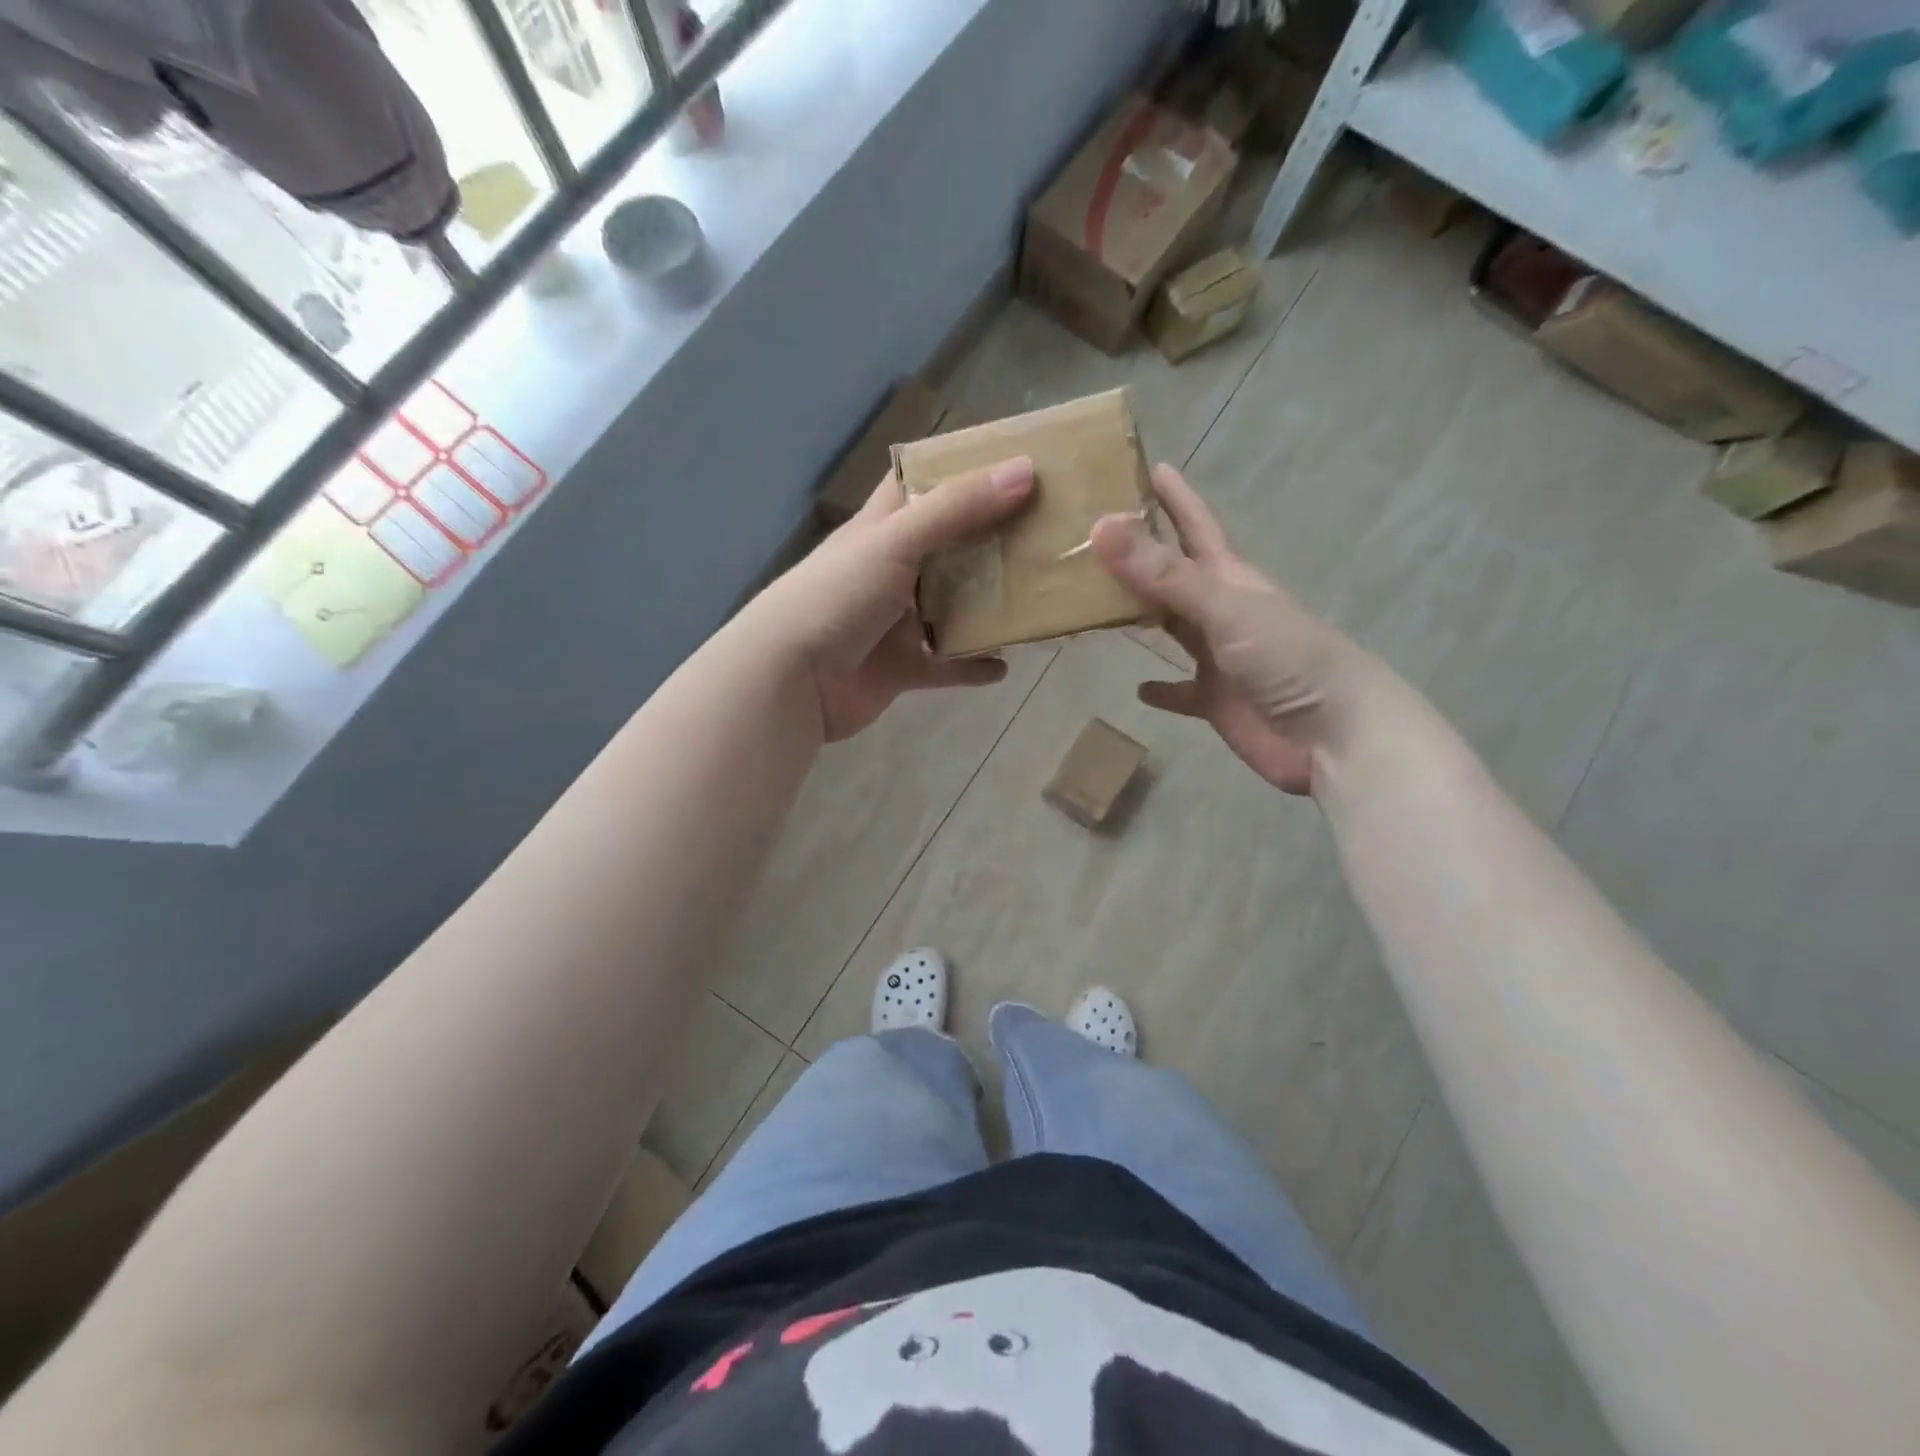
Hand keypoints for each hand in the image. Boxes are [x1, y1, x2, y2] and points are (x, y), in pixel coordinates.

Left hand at [759, 456, 1034, 741]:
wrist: (790, 680)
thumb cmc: (837, 597)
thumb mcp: (896, 541)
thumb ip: (957, 509)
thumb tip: (1024, 471)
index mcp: (882, 529)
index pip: (920, 484)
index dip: (960, 470)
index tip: (1013, 462)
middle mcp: (890, 570)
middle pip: (948, 548)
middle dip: (991, 541)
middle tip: (1046, 532)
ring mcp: (894, 623)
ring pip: (952, 609)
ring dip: (988, 607)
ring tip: (1036, 598)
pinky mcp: (899, 668)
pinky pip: (945, 666)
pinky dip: (971, 666)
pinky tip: (1003, 665)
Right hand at [1091, 465, 1365, 795]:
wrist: (1336, 736)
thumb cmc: (1289, 659)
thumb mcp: (1225, 607)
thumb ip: (1164, 574)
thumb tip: (1100, 528)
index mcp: (1231, 579)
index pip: (1196, 527)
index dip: (1174, 498)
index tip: (1146, 466)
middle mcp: (1222, 612)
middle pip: (1174, 575)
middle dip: (1141, 555)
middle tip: (1095, 537)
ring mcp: (1219, 658)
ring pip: (1171, 628)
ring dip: (1141, 616)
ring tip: (1097, 603)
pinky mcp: (1216, 701)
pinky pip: (1181, 691)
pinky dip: (1161, 689)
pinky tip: (1138, 689)